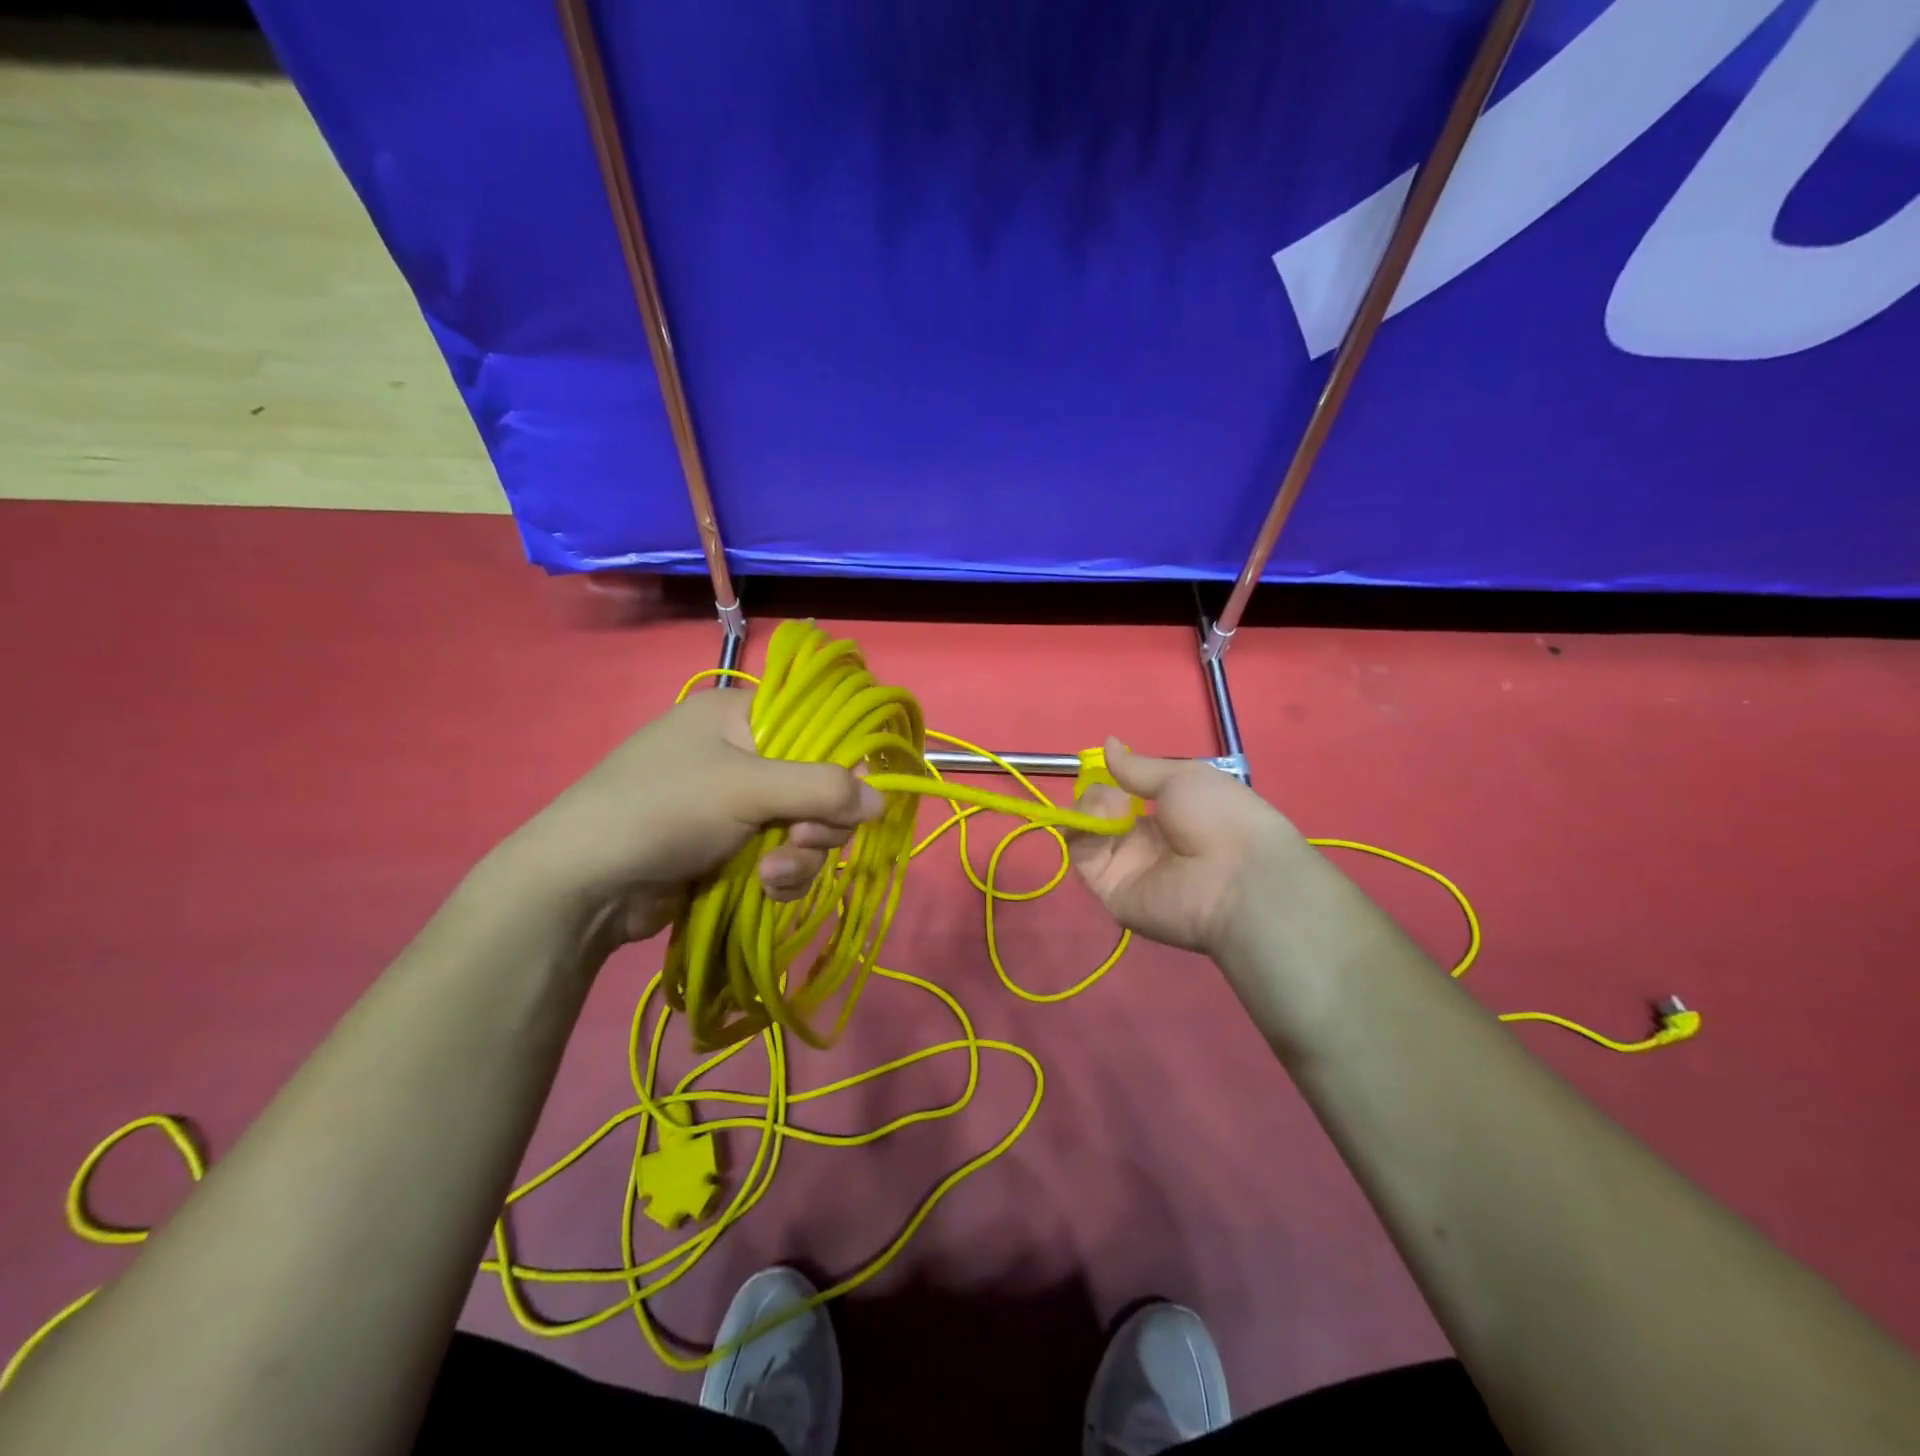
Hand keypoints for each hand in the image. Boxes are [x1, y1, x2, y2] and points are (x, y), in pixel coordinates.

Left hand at [495, 688, 883, 947]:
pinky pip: (782, 857)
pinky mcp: (732, 848)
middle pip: (817, 783)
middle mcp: (742, 754)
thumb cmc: (662, 810)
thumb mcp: (746, 788)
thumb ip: (821, 788)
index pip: (817, 723)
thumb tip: (884, 799)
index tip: (853, 796)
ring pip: (804, 826)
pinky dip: (782, 876)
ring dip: (801, 856)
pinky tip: (766, 891)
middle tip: (802, 841)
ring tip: (774, 877)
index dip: (844, 759)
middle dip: (818, 821)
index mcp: (740, 716)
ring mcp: (736, 805)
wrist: (583, 885)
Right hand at [1071, 740, 1306, 958]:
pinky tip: (1099, 820)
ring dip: (1089, 808)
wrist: (1236, 878)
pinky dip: (1081, 832)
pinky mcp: (1109, 888)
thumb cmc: (1219, 816)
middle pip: (1101, 812)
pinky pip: (1082, 856)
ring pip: (1086, 830)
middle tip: (1113, 792)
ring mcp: (1125, 866)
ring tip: (1109, 806)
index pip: (1125, 795)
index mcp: (1168, 815)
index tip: (1107, 766)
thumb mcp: (1182, 776)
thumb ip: (1137, 767)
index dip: (1113, 780)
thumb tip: (1107, 743)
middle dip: (1098, 793)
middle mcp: (1144, 842)